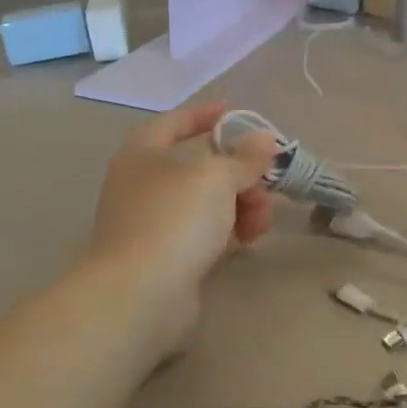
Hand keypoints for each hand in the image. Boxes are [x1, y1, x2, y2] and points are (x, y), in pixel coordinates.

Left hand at [85, 102, 276, 351]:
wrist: (141, 295)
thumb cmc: (174, 219)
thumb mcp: (216, 177)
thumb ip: (244, 157)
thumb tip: (264, 139)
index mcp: (142, 155)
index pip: (174, 122)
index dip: (203, 114)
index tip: (233, 112)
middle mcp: (142, 185)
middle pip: (199, 167)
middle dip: (238, 173)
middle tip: (265, 182)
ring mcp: (152, 224)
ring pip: (206, 203)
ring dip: (240, 204)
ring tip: (261, 219)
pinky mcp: (166, 258)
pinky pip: (204, 234)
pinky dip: (228, 231)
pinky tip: (249, 239)